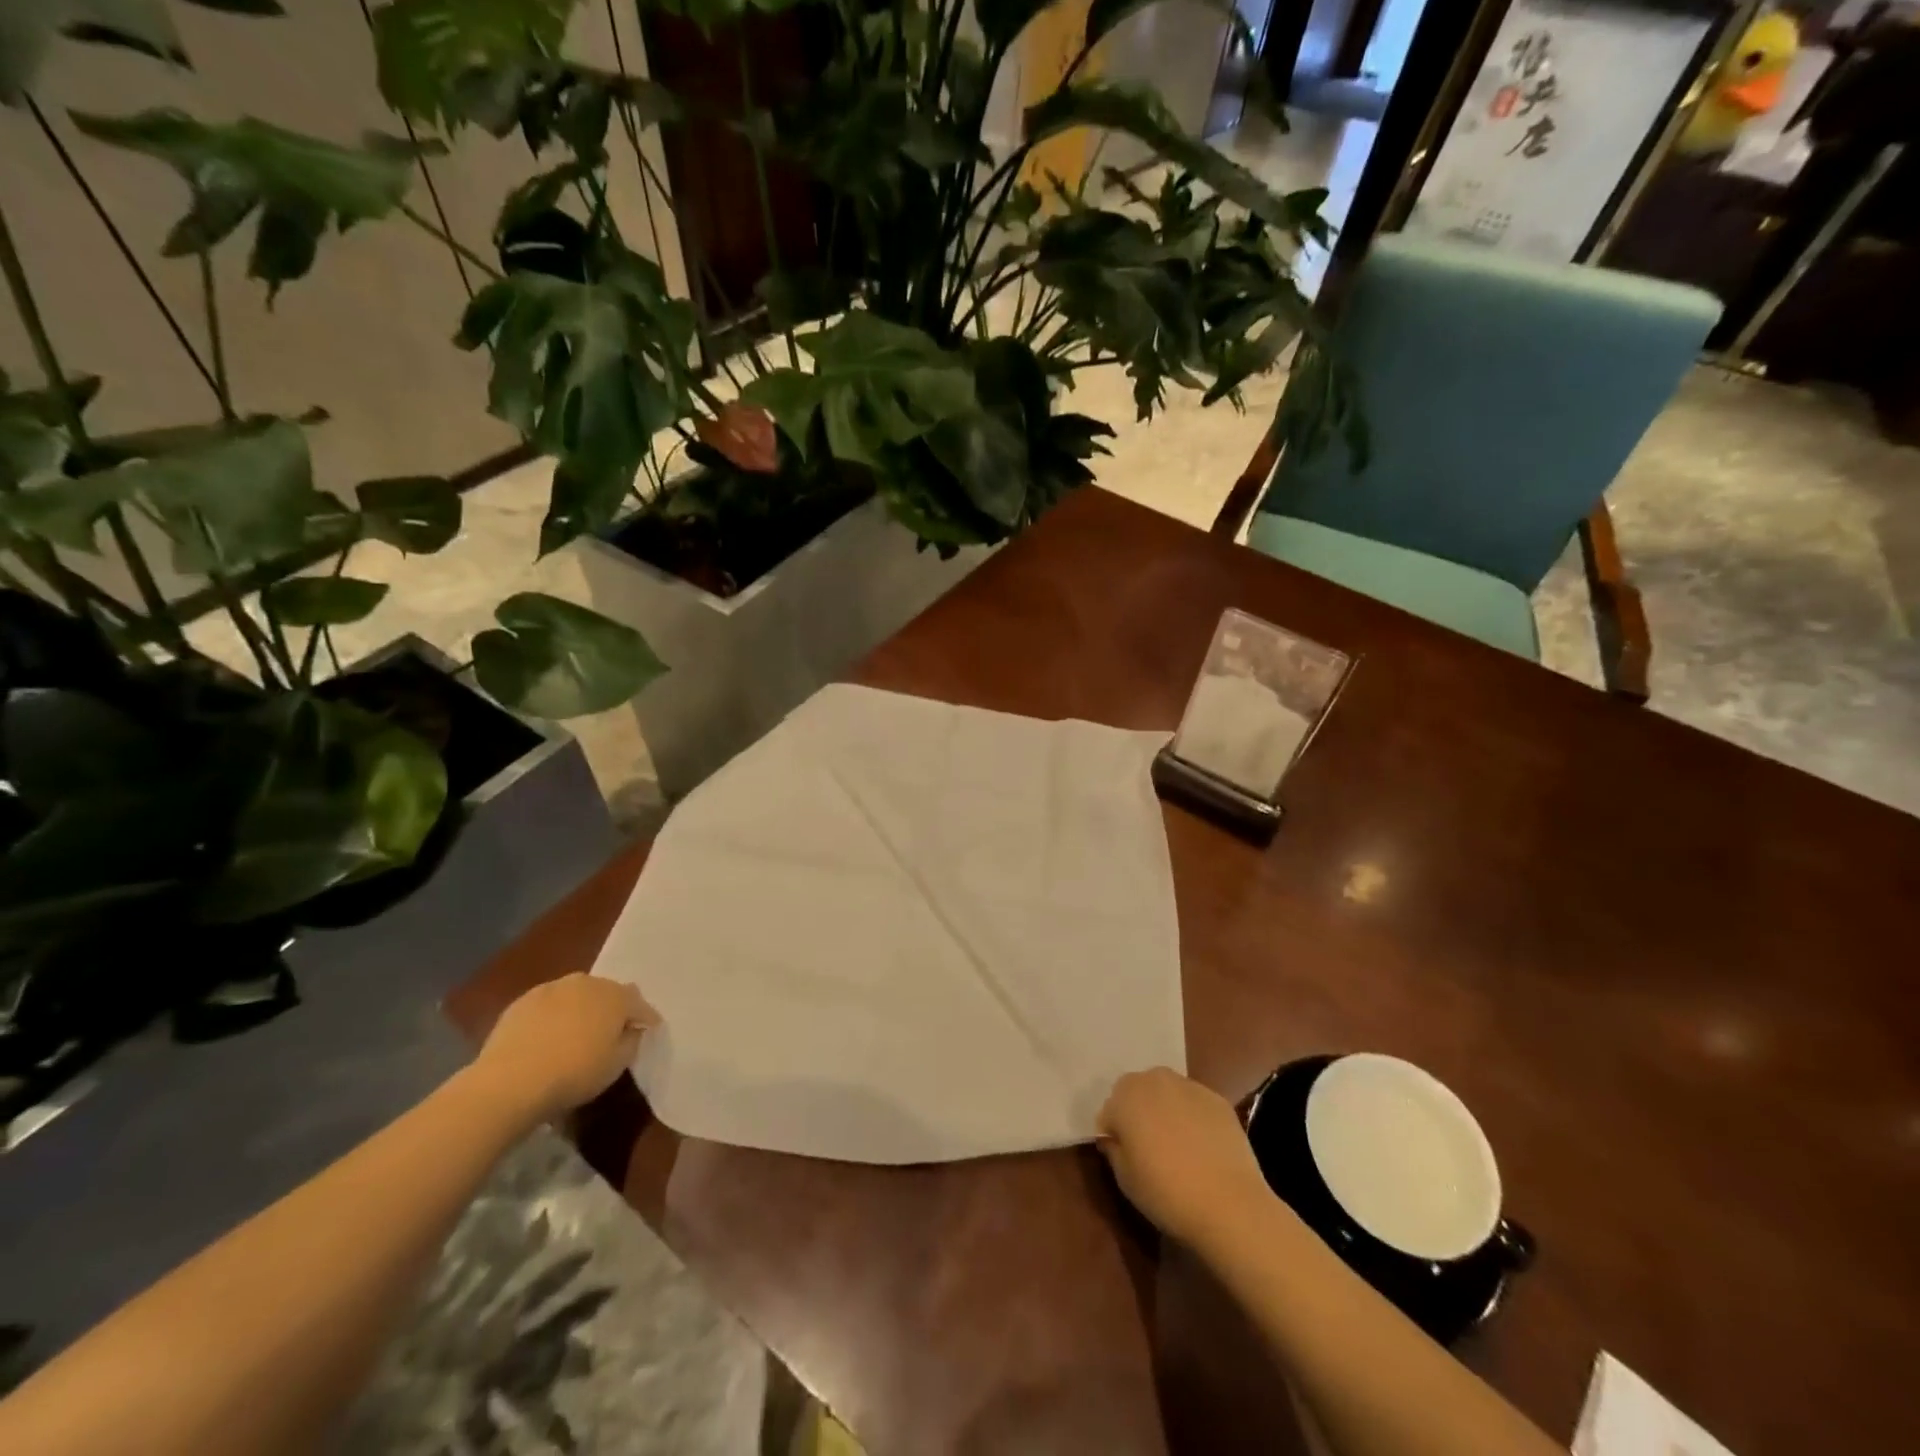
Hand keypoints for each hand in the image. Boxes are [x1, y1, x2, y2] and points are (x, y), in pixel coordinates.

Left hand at [470, 975, 657, 1124]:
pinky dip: (553, 1016)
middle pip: (608, 993)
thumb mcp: (617, 1065)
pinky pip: (549, 1005)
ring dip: (581, 1009)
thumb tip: (631, 1029)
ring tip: (576, 1034)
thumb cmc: (574, 1073)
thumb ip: (631, 1041)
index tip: (648, 1030)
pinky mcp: (522, 1001)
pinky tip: (547, 1038)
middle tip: (610, 1032)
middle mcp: (587, 983)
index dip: (646, 1018)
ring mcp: (552, 988)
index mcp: (616, 996)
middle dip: (612, 1009)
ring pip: (577, 995)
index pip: (639, 1004)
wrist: (510, 1081)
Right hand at [1097, 1067, 1271, 1247]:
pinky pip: (1195, 1103)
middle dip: (1138, 1112)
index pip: (1109, 1110)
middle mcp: (1154, 1080)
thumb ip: (1114, 1150)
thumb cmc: (1165, 1193)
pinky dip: (1193, 1117)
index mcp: (1125, 1096)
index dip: (1114, 1133)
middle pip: (1137, 1092)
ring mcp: (1189, 1086)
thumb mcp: (1125, 1179)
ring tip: (1178, 1146)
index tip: (1124, 1155)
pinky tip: (1203, 1147)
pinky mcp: (1217, 1099)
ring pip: (1167, 1093)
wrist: (1228, 1204)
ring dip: (1165, 1110)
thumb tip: (1115, 1140)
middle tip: (1148, 1147)